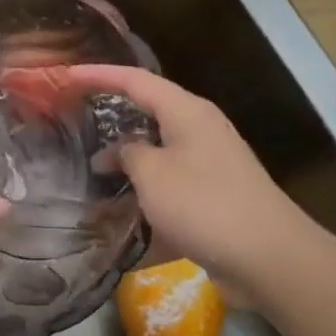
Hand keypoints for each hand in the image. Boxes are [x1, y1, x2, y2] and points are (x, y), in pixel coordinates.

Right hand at [63, 64, 317, 296]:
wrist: (272, 261)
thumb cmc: (205, 204)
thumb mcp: (152, 173)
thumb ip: (128, 153)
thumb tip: (120, 151)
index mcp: (186, 112)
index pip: (134, 80)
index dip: (97, 75)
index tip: (64, 76)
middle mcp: (199, 130)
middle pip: (146, 111)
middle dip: (109, 116)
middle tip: (73, 119)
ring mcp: (208, 164)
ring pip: (155, 151)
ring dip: (124, 161)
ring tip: (89, 172)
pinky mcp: (212, 197)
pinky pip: (167, 185)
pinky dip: (143, 194)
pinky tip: (119, 215)